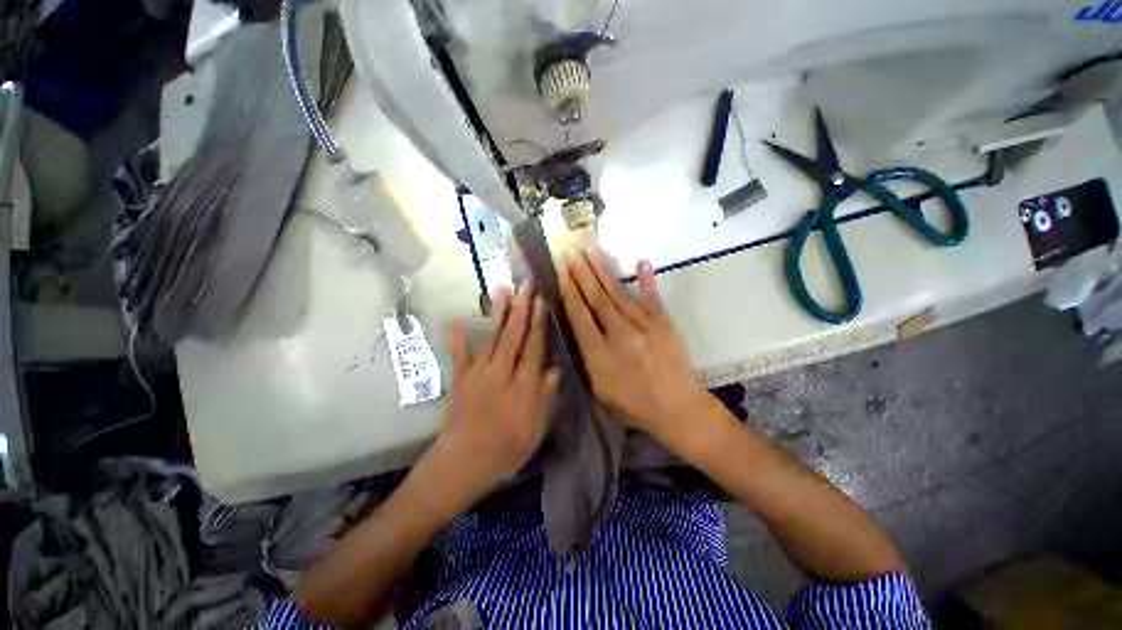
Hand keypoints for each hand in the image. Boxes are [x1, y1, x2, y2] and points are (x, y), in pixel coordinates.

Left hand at [433, 286, 558, 506]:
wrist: (463, 464)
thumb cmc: (506, 450)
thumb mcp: (535, 429)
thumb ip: (545, 396)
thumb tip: (556, 368)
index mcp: (523, 386)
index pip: (534, 347)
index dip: (539, 322)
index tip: (542, 300)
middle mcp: (502, 374)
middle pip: (514, 336)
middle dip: (521, 308)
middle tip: (526, 284)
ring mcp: (478, 374)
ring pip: (491, 338)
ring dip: (497, 313)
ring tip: (502, 290)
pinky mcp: (460, 379)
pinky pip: (459, 355)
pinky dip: (458, 337)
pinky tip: (458, 319)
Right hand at [559, 250, 707, 440]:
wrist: (677, 409)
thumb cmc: (633, 405)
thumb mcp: (599, 390)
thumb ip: (588, 359)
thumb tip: (580, 330)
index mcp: (600, 354)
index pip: (580, 316)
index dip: (569, 293)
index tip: (561, 273)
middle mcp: (620, 334)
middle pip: (597, 299)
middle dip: (582, 275)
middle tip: (572, 255)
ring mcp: (644, 326)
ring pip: (619, 294)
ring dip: (604, 272)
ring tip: (592, 253)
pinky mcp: (664, 324)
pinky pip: (653, 298)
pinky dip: (647, 281)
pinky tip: (641, 262)